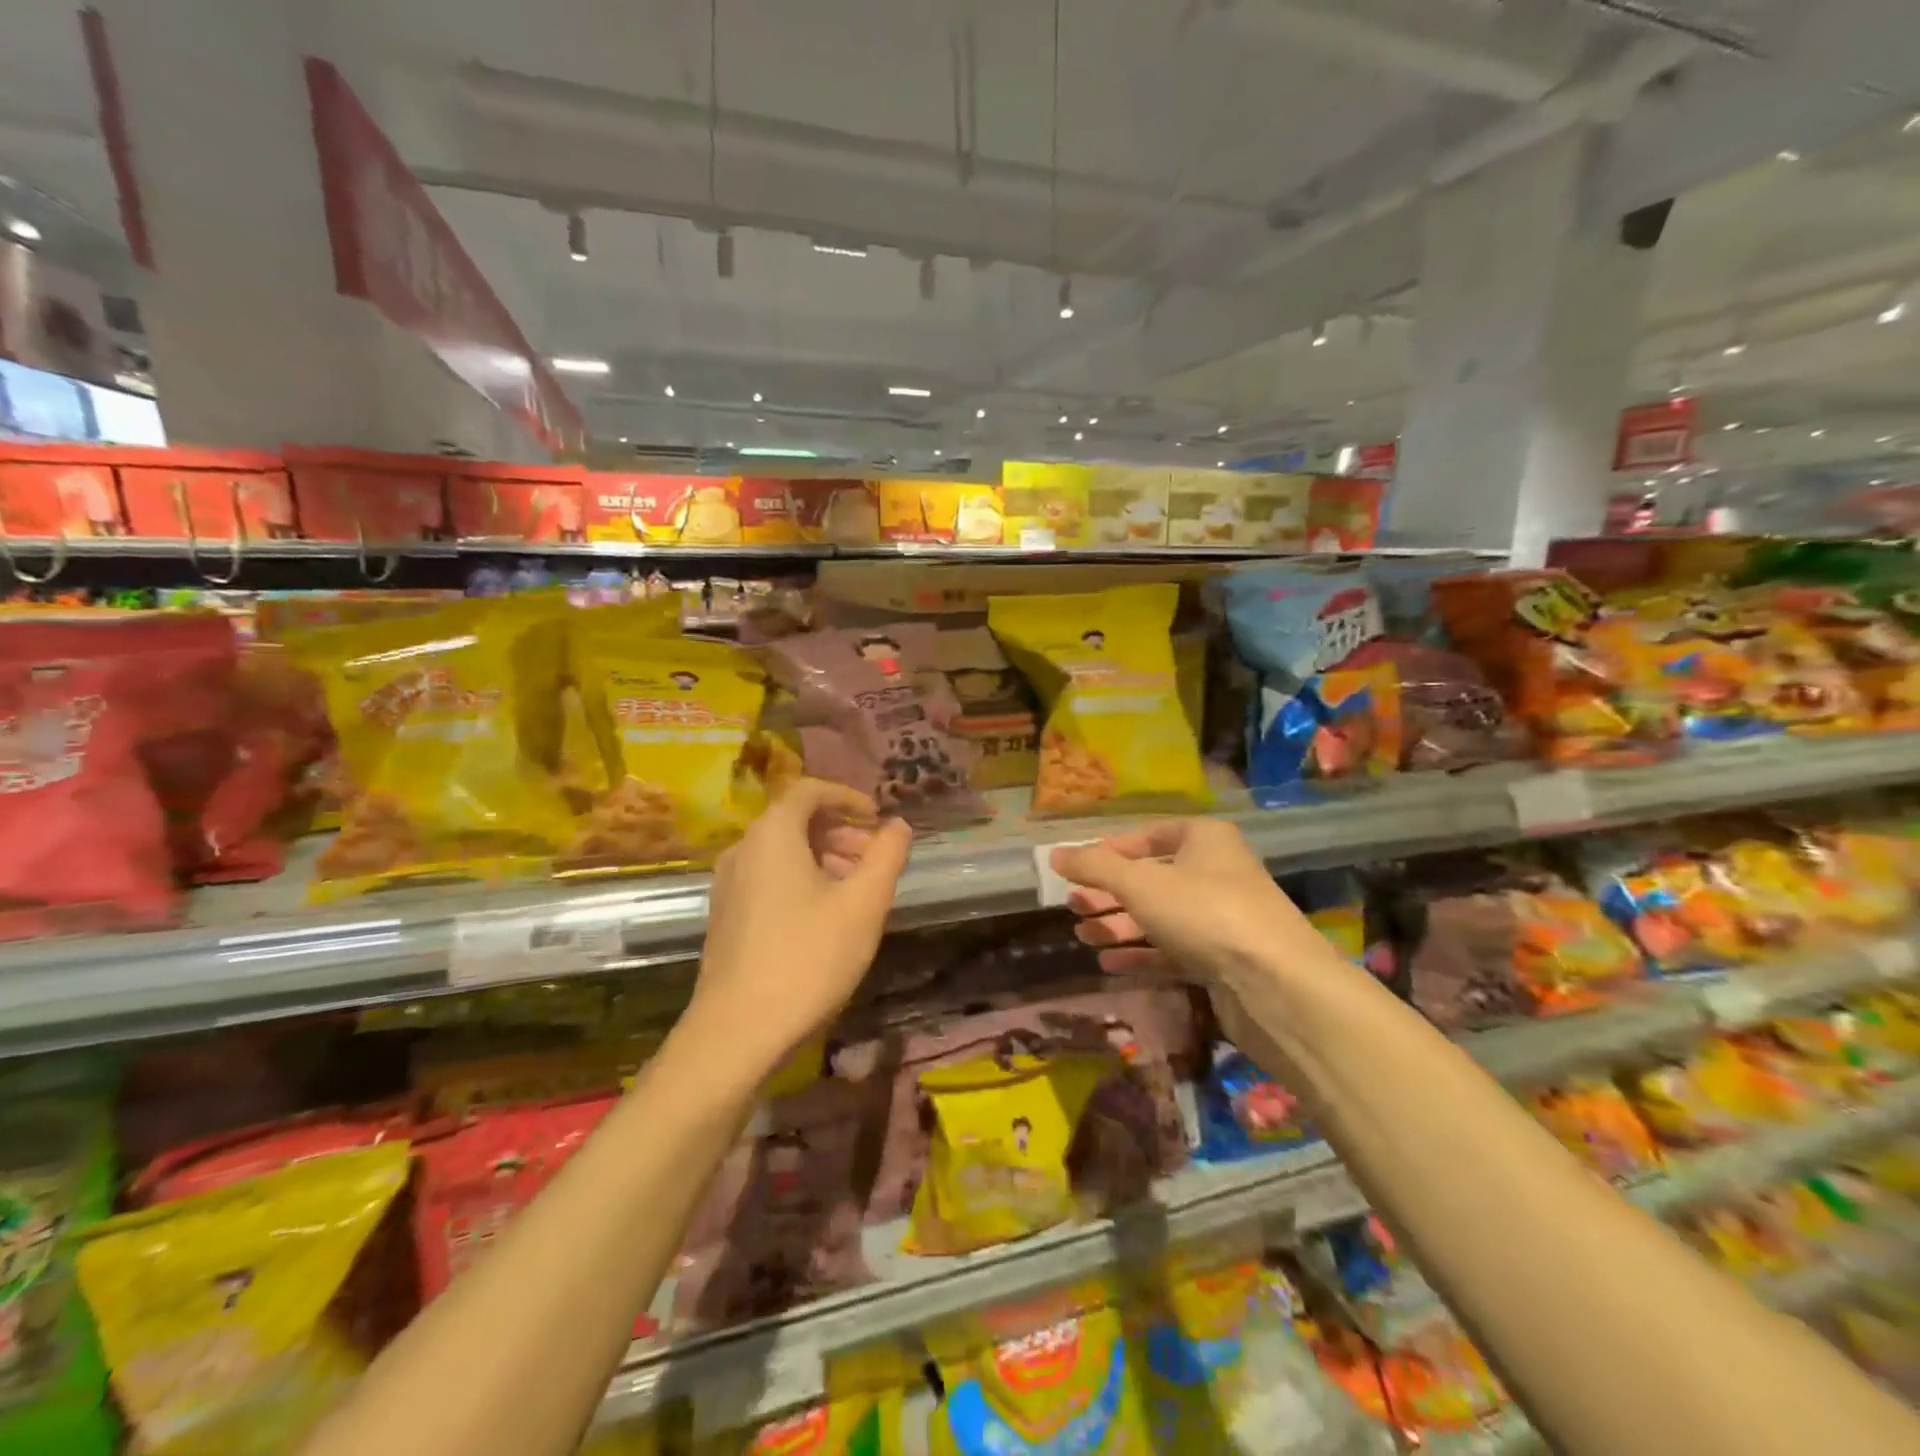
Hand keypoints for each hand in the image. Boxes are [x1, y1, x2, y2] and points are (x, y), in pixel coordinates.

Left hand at [684, 779, 912, 1079]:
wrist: (737, 1033)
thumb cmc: (808, 958)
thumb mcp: (864, 904)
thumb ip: (887, 856)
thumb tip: (899, 825)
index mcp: (772, 835)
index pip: (809, 790)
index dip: (848, 797)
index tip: (878, 818)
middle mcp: (743, 849)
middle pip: (796, 821)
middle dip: (842, 832)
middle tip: (877, 860)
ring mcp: (729, 885)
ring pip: (783, 853)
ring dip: (825, 858)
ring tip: (859, 891)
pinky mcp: (726, 916)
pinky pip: (769, 878)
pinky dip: (803, 881)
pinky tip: (827, 917)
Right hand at [1050, 819, 1321, 995]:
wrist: (1276, 984)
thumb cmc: (1204, 912)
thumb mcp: (1140, 883)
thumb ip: (1094, 867)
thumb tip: (1054, 854)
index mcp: (1204, 840)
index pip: (1149, 836)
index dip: (1110, 851)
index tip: (1077, 869)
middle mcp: (1216, 872)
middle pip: (1151, 878)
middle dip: (1109, 893)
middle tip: (1073, 908)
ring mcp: (1221, 918)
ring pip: (1160, 916)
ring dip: (1119, 925)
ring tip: (1082, 936)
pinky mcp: (1222, 959)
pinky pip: (1172, 950)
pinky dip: (1141, 954)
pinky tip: (1108, 964)